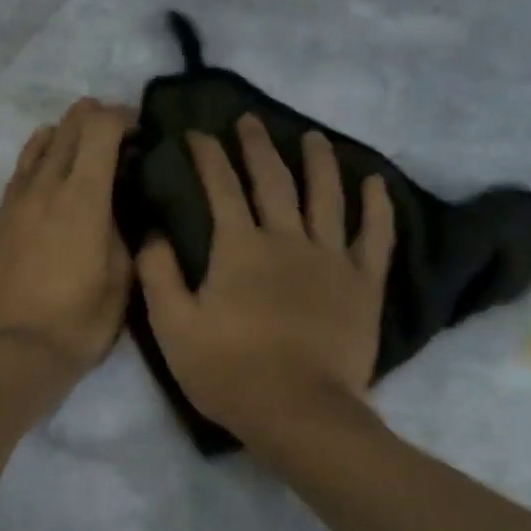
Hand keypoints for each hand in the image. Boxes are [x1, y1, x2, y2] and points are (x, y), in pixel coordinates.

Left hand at [0, 98, 132, 375]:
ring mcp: (14, 202)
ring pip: (37, 145)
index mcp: (82, 198)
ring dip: (64, 137)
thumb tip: (118, 212)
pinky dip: (40, 163)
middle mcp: (44, 187)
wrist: (11, 352)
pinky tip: (49, 182)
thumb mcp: (121, 282)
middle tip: (116, 138)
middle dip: (94, 118)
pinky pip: (20, 174)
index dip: (123, 118)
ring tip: (82, 155)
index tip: (140, 132)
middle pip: (67, 126)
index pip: (99, 128)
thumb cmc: (77, 323)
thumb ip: (123, 236)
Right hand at [137, 115, 394, 450]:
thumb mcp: (173, 328)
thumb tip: (152, 233)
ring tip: (314, 138)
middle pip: (273, 180)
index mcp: (239, 248)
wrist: (297, 410)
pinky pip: (376, 236)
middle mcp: (286, 239)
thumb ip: (159, 276)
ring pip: (327, 197)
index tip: (197, 133)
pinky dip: (377, 207)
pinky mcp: (364, 283)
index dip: (207, 156)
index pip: (220, 187)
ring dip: (319, 162)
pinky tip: (376, 183)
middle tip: (250, 120)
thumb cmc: (229, 372)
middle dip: (258, 146)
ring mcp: (331, 258)